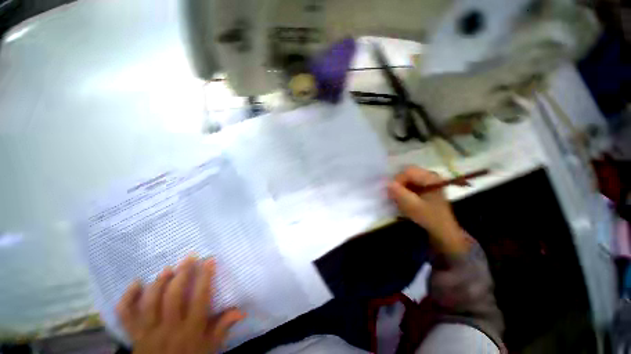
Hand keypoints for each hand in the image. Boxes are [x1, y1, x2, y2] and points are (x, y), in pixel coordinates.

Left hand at [116, 256, 244, 353]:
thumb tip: (242, 311)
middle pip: (173, 297)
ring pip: (150, 302)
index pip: (200, 299)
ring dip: (159, 282)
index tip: (209, 260)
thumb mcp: (210, 349)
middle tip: (189, 257)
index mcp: (191, 331)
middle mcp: (169, 329)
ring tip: (169, 268)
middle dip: (182, 273)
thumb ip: (223, 328)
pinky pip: (125, 315)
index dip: (205, 277)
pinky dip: (128, 297)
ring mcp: (148, 332)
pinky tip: (136, 283)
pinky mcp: (133, 335)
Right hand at [387, 167, 466, 254]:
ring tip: (397, 198)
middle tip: (393, 195)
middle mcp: (430, 175)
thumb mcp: (412, 206)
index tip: (391, 192)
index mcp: (430, 178)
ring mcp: (428, 181)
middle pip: (407, 173)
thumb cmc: (429, 218)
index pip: (408, 171)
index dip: (397, 180)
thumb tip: (386, 183)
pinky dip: (404, 190)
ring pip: (407, 179)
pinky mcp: (425, 187)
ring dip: (400, 187)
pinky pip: (409, 184)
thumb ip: (399, 193)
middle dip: (398, 184)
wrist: (443, 230)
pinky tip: (402, 199)